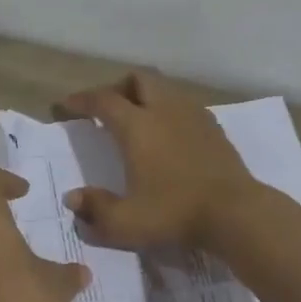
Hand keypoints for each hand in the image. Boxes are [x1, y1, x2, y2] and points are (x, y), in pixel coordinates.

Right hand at [59, 70, 260, 249]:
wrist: (235, 213)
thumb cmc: (174, 213)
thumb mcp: (125, 222)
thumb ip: (95, 209)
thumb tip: (73, 198)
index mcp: (137, 126)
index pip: (102, 100)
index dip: (81, 101)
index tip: (65, 107)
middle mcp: (164, 110)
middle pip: (138, 79)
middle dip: (117, 88)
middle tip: (105, 110)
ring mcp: (193, 115)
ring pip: (164, 88)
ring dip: (145, 96)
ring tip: (136, 120)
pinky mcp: (214, 128)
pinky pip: (184, 105)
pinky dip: (168, 110)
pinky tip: (167, 135)